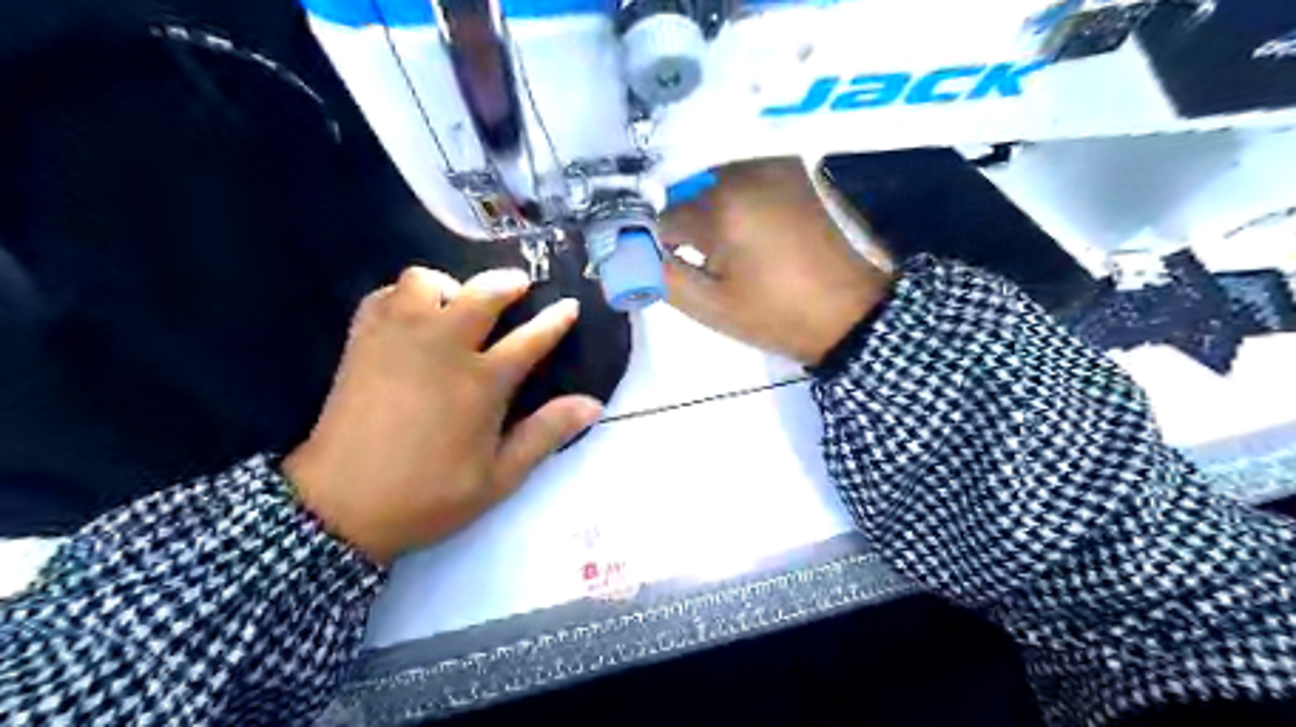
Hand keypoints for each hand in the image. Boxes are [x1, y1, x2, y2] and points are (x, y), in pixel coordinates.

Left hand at [284, 266, 602, 562]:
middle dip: (507, 283)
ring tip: (456, 304)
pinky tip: (412, 316)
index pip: (530, 339)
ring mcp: (398, 339)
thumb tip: (593, 404)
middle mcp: (442, 348)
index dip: (555, 320)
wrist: (340, 508)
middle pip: (481, 294)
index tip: (569, 304)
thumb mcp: (499, 477)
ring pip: (424, 281)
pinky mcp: (362, 343)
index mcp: (481, 382)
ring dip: (448, 286)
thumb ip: (546, 434)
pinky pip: (384, 296)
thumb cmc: (428, 496)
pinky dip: (403, 296)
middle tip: (518, 287)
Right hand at [661, 156, 896, 363]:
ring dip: (702, 207)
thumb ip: (657, 275)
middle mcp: (743, 170)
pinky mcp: (789, 168)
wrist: (848, 313)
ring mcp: (770, 164)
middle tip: (695, 258)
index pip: (660, 216)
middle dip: (680, 223)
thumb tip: (622, 254)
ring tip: (720, 246)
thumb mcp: (709, 306)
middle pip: (682, 190)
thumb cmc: (777, 315)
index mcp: (721, 206)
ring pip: (708, 179)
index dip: (655, 244)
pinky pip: (737, 174)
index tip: (664, 266)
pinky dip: (726, 195)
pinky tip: (740, 227)